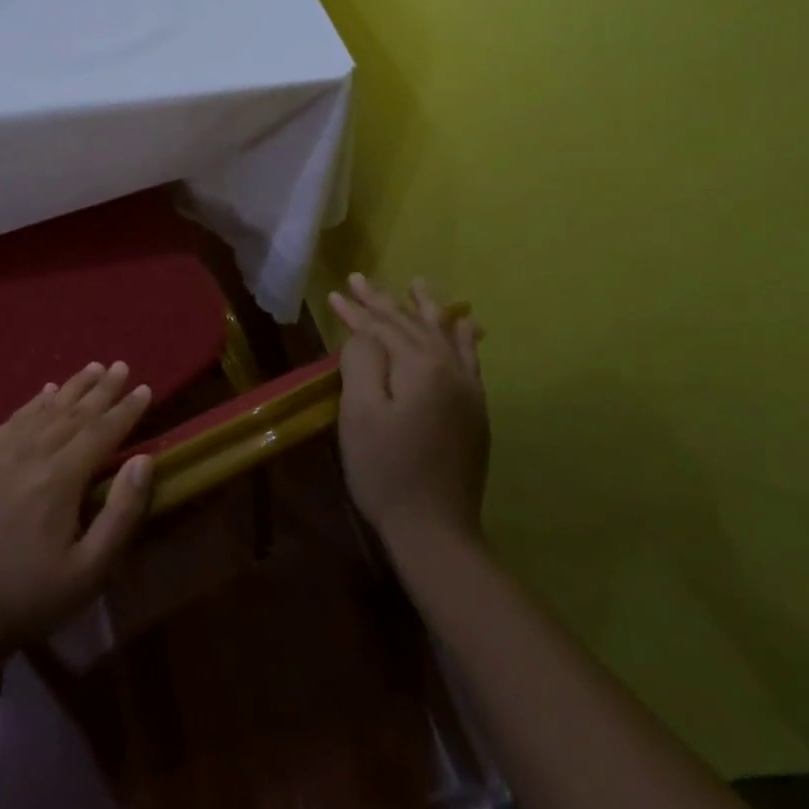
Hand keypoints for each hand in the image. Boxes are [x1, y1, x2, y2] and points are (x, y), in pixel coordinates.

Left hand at [0, 361, 153, 662]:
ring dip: (72, 387)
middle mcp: (29, 453)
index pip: (101, 431)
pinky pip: (12, 419)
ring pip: (44, 409)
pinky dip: (34, 402)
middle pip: (74, 412)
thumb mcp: (88, 573)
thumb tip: (143, 460)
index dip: (126, 410)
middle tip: (121, 366)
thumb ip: (120, 514)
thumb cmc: (29, 598)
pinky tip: (46, 392)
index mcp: (59, 479)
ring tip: (93, 368)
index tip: (144, 388)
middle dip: (102, 389)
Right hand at [329, 273, 488, 541]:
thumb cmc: (386, 469)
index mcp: (421, 367)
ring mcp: (468, 390)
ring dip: (426, 308)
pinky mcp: (474, 411)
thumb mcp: (360, 412)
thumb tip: (364, 334)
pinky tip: (465, 323)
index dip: (356, 310)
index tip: (334, 293)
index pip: (383, 327)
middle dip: (383, 302)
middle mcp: (450, 369)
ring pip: (443, 335)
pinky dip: (462, 336)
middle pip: (412, 325)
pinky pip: (469, 359)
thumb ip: (362, 361)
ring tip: (417, 284)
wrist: (434, 530)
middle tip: (359, 279)